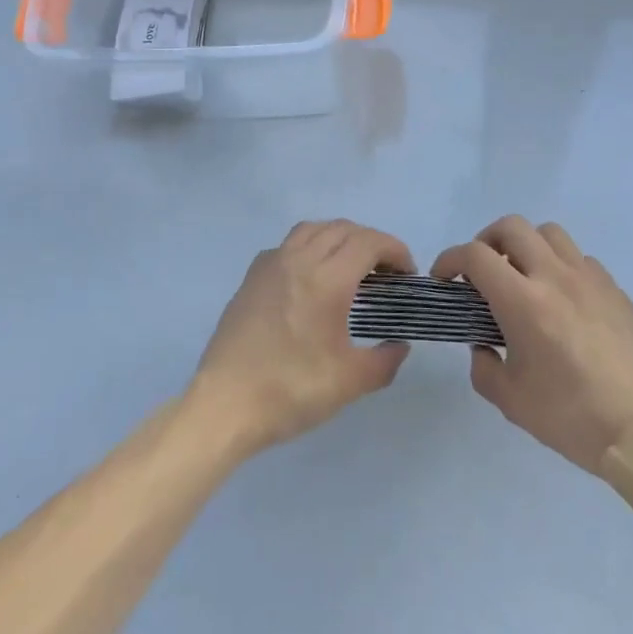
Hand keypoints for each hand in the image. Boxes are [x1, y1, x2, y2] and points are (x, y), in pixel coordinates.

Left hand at [191, 220, 414, 456]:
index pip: (369, 242)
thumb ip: (384, 361)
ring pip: (312, 229)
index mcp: (327, 279)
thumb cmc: (290, 391)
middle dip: (371, 242)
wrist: (225, 405)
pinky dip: (309, 247)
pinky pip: (288, 244)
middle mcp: (299, 259)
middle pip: (343, 228)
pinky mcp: (251, 277)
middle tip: (385, 271)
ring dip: (338, 237)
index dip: (394, 250)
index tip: (407, 273)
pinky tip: (310, 276)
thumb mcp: (349, 383)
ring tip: (350, 265)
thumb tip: (399, 346)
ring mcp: (271, 264)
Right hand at [433, 216, 632, 477]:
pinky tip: (563, 299)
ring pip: (549, 233)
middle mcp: (554, 276)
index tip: (444, 278)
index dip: (451, 259)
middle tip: (482, 271)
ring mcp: (589, 278)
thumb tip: (484, 346)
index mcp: (523, 301)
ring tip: (523, 276)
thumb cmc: (571, 418)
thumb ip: (484, 367)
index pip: (476, 255)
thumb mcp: (511, 401)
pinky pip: (580, 258)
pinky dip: (561, 266)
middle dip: (486, 240)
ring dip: (526, 245)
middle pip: (512, 227)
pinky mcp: (614, 289)